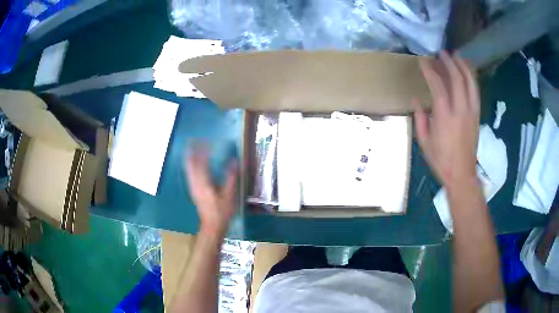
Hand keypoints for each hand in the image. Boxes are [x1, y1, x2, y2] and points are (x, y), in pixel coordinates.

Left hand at [185, 148, 237, 238]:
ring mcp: (192, 187)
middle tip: (194, 141)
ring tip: (191, 147)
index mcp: (204, 183)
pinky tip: (191, 163)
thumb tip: (234, 161)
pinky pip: (189, 174)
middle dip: (192, 151)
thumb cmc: (222, 211)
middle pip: (191, 164)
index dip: (203, 151)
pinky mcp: (193, 190)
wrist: (212, 225)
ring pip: (188, 169)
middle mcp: (195, 183)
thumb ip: (231, 177)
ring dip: (189, 157)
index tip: (206, 141)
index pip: (202, 162)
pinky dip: (190, 165)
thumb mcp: (229, 195)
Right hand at [414, 51, 479, 187]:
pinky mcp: (477, 116)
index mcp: (445, 118)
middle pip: (457, 80)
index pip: (438, 87)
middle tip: (442, 53)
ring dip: (464, 67)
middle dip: (449, 63)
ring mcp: (471, 112)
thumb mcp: (424, 142)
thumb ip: (420, 119)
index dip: (430, 71)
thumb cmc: (441, 160)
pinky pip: (475, 92)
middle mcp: (460, 111)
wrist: (462, 174)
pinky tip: (468, 72)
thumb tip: (417, 100)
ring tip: (458, 56)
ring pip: (470, 83)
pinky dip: (472, 79)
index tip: (423, 62)